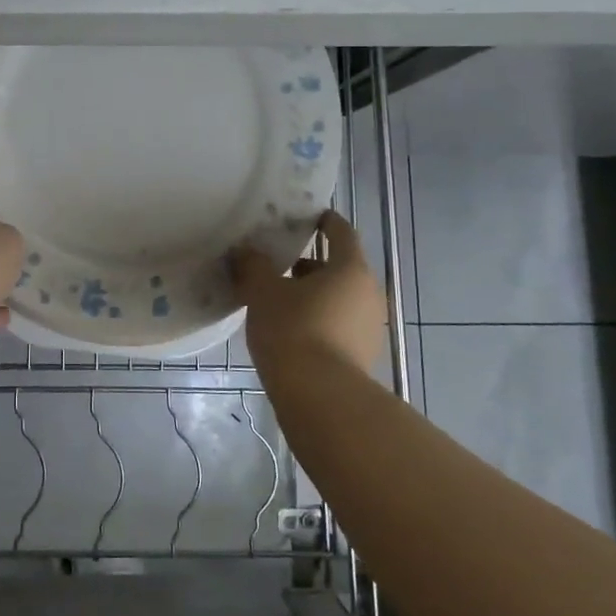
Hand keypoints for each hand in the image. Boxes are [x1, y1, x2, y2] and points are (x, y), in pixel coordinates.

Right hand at [231, 211, 385, 374]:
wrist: (320, 398)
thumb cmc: (293, 330)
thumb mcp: (262, 292)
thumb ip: (253, 265)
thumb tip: (244, 250)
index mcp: (350, 268)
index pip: (341, 232)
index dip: (324, 221)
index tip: (306, 217)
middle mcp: (368, 293)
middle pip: (339, 267)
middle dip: (309, 265)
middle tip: (278, 266)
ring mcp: (370, 327)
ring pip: (339, 298)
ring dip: (313, 295)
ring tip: (278, 302)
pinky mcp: (363, 355)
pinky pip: (339, 325)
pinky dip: (318, 320)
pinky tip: (291, 332)